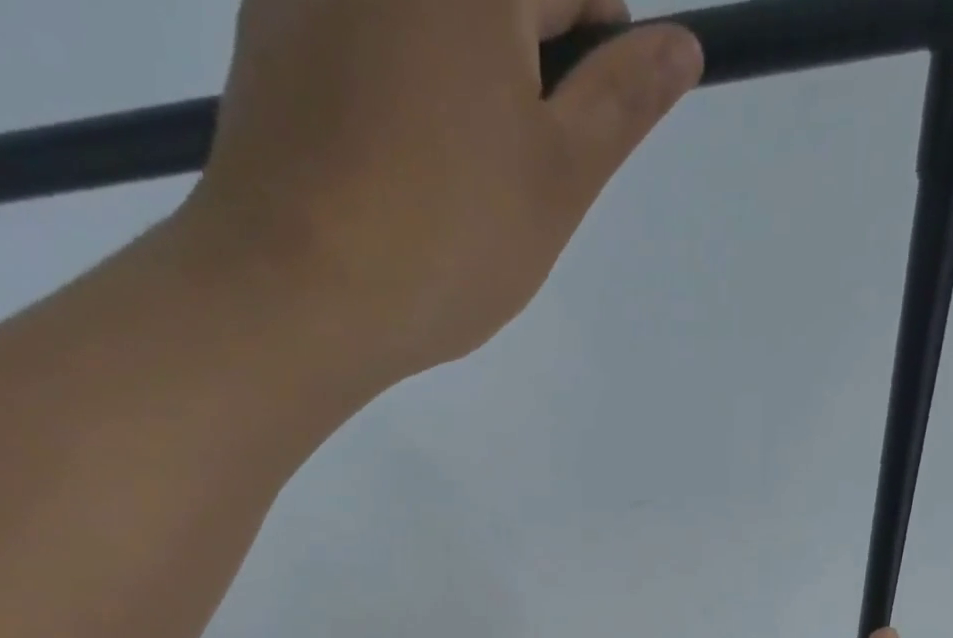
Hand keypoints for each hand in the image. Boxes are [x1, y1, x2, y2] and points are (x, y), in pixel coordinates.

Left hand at [178, 0, 702, 382]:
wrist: (292, 293)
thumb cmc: (445, 240)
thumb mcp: (557, 182)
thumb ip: (622, 103)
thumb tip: (682, 43)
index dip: (603, 42)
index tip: (593, 120)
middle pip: (498, 0)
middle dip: (530, 62)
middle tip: (519, 166)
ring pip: (430, 21)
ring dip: (465, 77)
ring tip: (455, 177)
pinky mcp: (269, 26)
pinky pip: (365, 34)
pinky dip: (401, 83)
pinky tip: (396, 164)